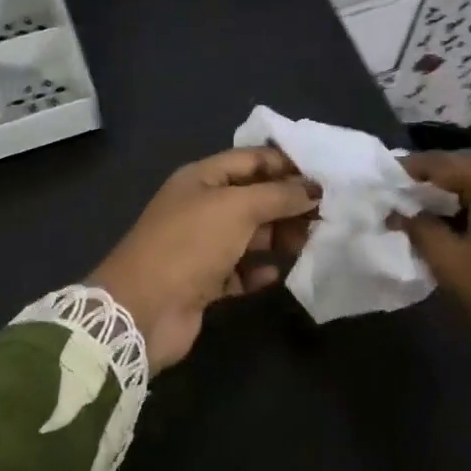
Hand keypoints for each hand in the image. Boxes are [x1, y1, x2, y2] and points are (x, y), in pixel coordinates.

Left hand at [91, 148, 318, 372]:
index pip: (252, 160)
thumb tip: (314, 189)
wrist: (143, 309)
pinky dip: (259, 272)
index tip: (325, 176)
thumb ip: (279, 195)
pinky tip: (276, 275)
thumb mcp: (237, 208)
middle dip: (289, 204)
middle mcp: (202, 207)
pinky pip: (241, 270)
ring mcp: (202, 245)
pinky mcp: (205, 281)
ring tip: (310, 243)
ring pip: (251, 235)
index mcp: (202, 178)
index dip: (287, 164)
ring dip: (279, 238)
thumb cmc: (190, 244)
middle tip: (327, 215)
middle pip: (254, 198)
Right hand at [397, 152, 470, 440]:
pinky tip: (454, 226)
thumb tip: (400, 212)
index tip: (387, 175)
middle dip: (435, 178)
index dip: (416, 168)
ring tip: (422, 208)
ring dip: (455, 194)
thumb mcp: (450, 263)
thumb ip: (420, 229)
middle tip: (402, 190)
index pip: (451, 164)